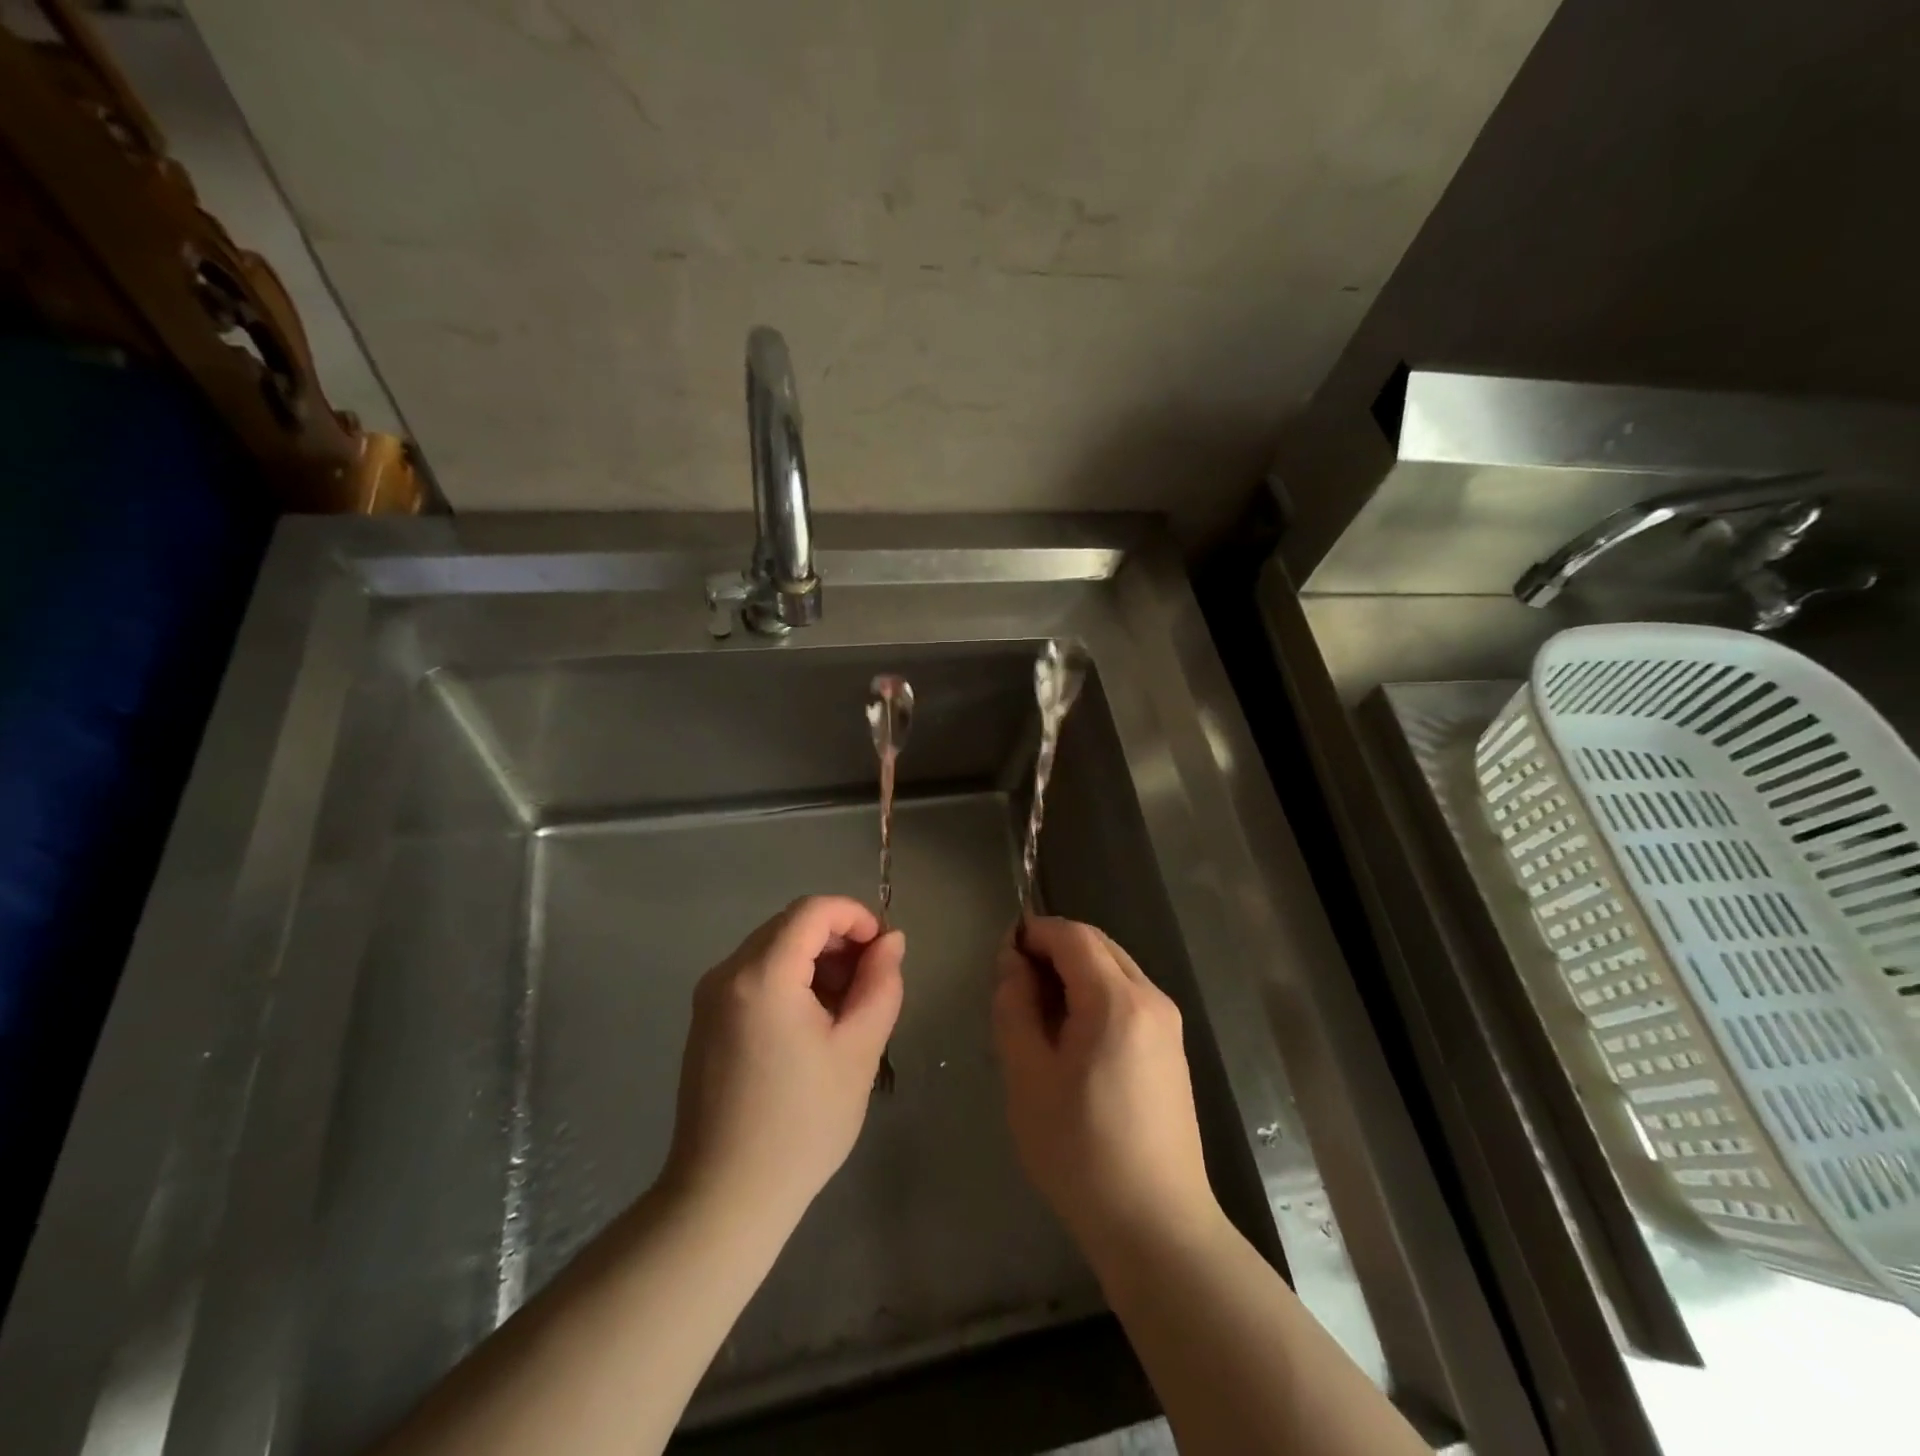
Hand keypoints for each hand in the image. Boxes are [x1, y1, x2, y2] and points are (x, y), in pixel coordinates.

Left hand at [663, 896, 903, 1232]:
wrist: (724, 1198)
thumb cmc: (801, 1124)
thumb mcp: (858, 1050)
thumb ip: (880, 984)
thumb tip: (891, 941)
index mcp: (762, 974)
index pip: (813, 910)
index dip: (856, 916)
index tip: (884, 950)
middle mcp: (727, 973)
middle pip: (791, 925)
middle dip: (838, 940)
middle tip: (871, 983)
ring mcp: (710, 997)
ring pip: (773, 949)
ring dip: (816, 961)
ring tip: (846, 1008)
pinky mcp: (706, 1021)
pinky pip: (755, 976)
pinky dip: (790, 980)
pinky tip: (813, 1025)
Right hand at [993, 917, 1219, 1264]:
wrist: (1156, 1226)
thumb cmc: (1081, 1151)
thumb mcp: (1028, 1077)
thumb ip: (1015, 1007)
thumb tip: (1013, 963)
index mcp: (1118, 1000)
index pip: (1073, 935)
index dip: (1034, 933)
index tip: (1001, 956)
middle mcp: (1152, 998)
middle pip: (1097, 946)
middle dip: (1053, 950)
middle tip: (1014, 987)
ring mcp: (1168, 1024)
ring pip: (1114, 970)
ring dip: (1074, 973)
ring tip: (1038, 1015)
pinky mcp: (1172, 1049)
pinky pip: (1128, 998)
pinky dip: (1095, 996)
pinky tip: (1072, 1039)